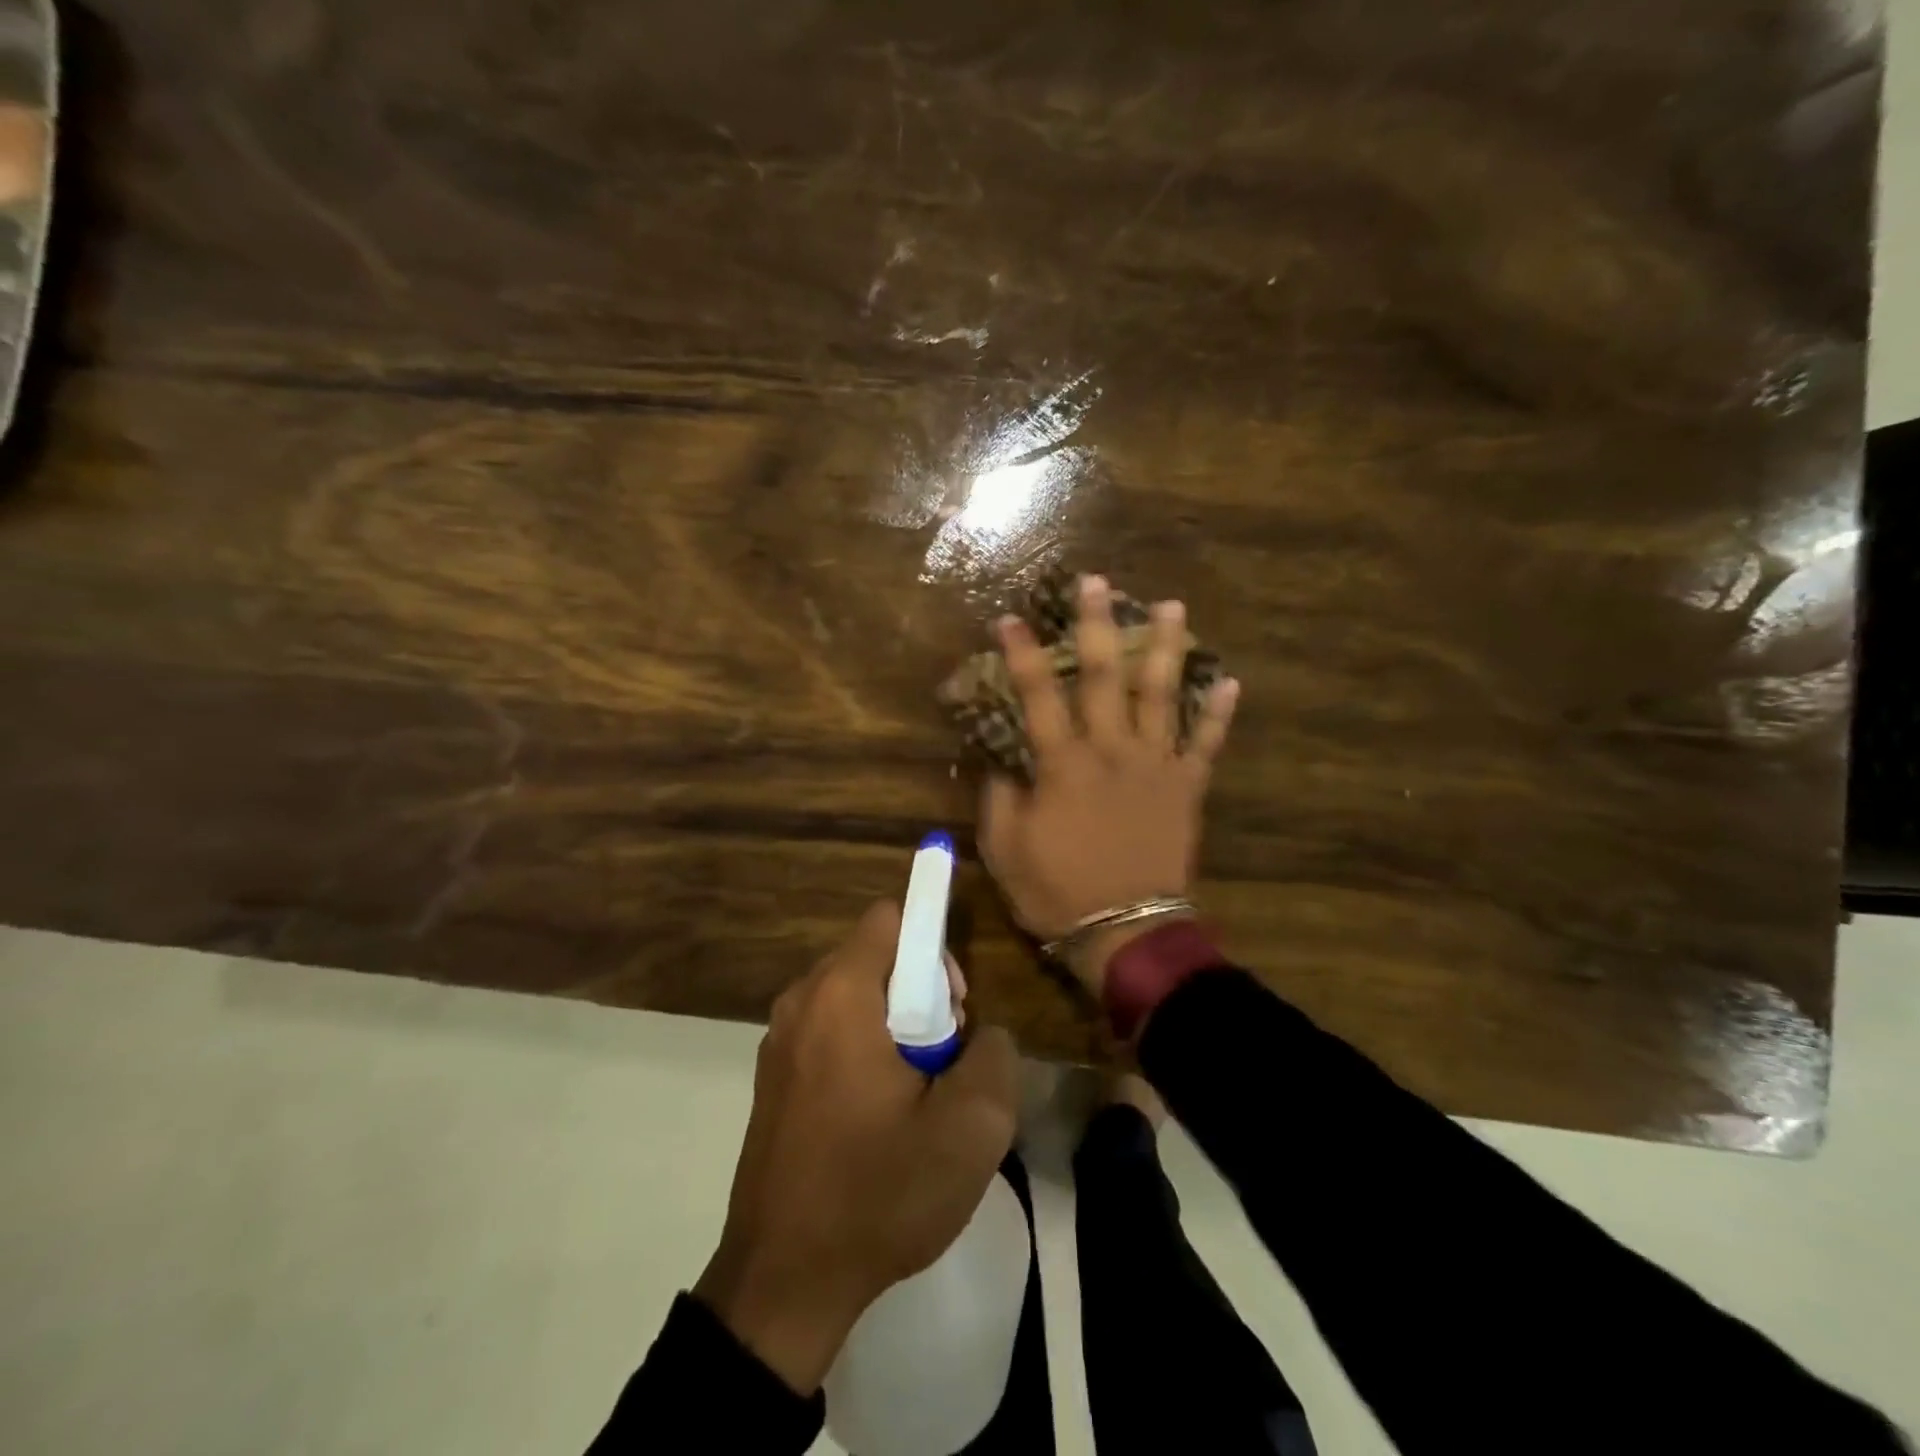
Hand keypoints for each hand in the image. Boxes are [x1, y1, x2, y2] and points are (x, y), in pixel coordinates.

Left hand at [694, 901, 1017, 1394]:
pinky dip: (863, 1050)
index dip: (934, 948)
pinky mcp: (774, 1077)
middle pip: (876, 956)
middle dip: (921, 993)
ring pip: (855, 996)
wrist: (782, 1284)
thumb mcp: (971, 1129)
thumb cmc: (878, 1194)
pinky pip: (831, 1031)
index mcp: (840, 995)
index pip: (892, 917)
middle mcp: (801, 1001)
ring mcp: (779, 1040)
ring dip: (895, 1027)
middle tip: (943, 1062)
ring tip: (915, 1097)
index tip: (953, 1009)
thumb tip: (981, 1036)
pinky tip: (877, 1118)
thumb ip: (994, 1055)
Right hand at [978, 574, 1237, 990]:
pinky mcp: (1187, 788)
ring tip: (1174, 607)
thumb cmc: (1057, 891)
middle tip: (1099, 582)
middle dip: (1098, 625)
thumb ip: (999, 795)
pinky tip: (1231, 681)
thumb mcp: (1005, 848)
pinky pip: (1206, 744)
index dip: (1022, 654)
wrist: (1125, 932)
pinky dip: (1219, 713)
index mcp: (1064, 764)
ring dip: (1167, 648)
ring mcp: (1155, 766)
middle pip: (1104, 676)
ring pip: (1162, 695)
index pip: (1037, 696)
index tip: (1012, 617)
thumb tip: (1000, 757)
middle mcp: (1112, 750)